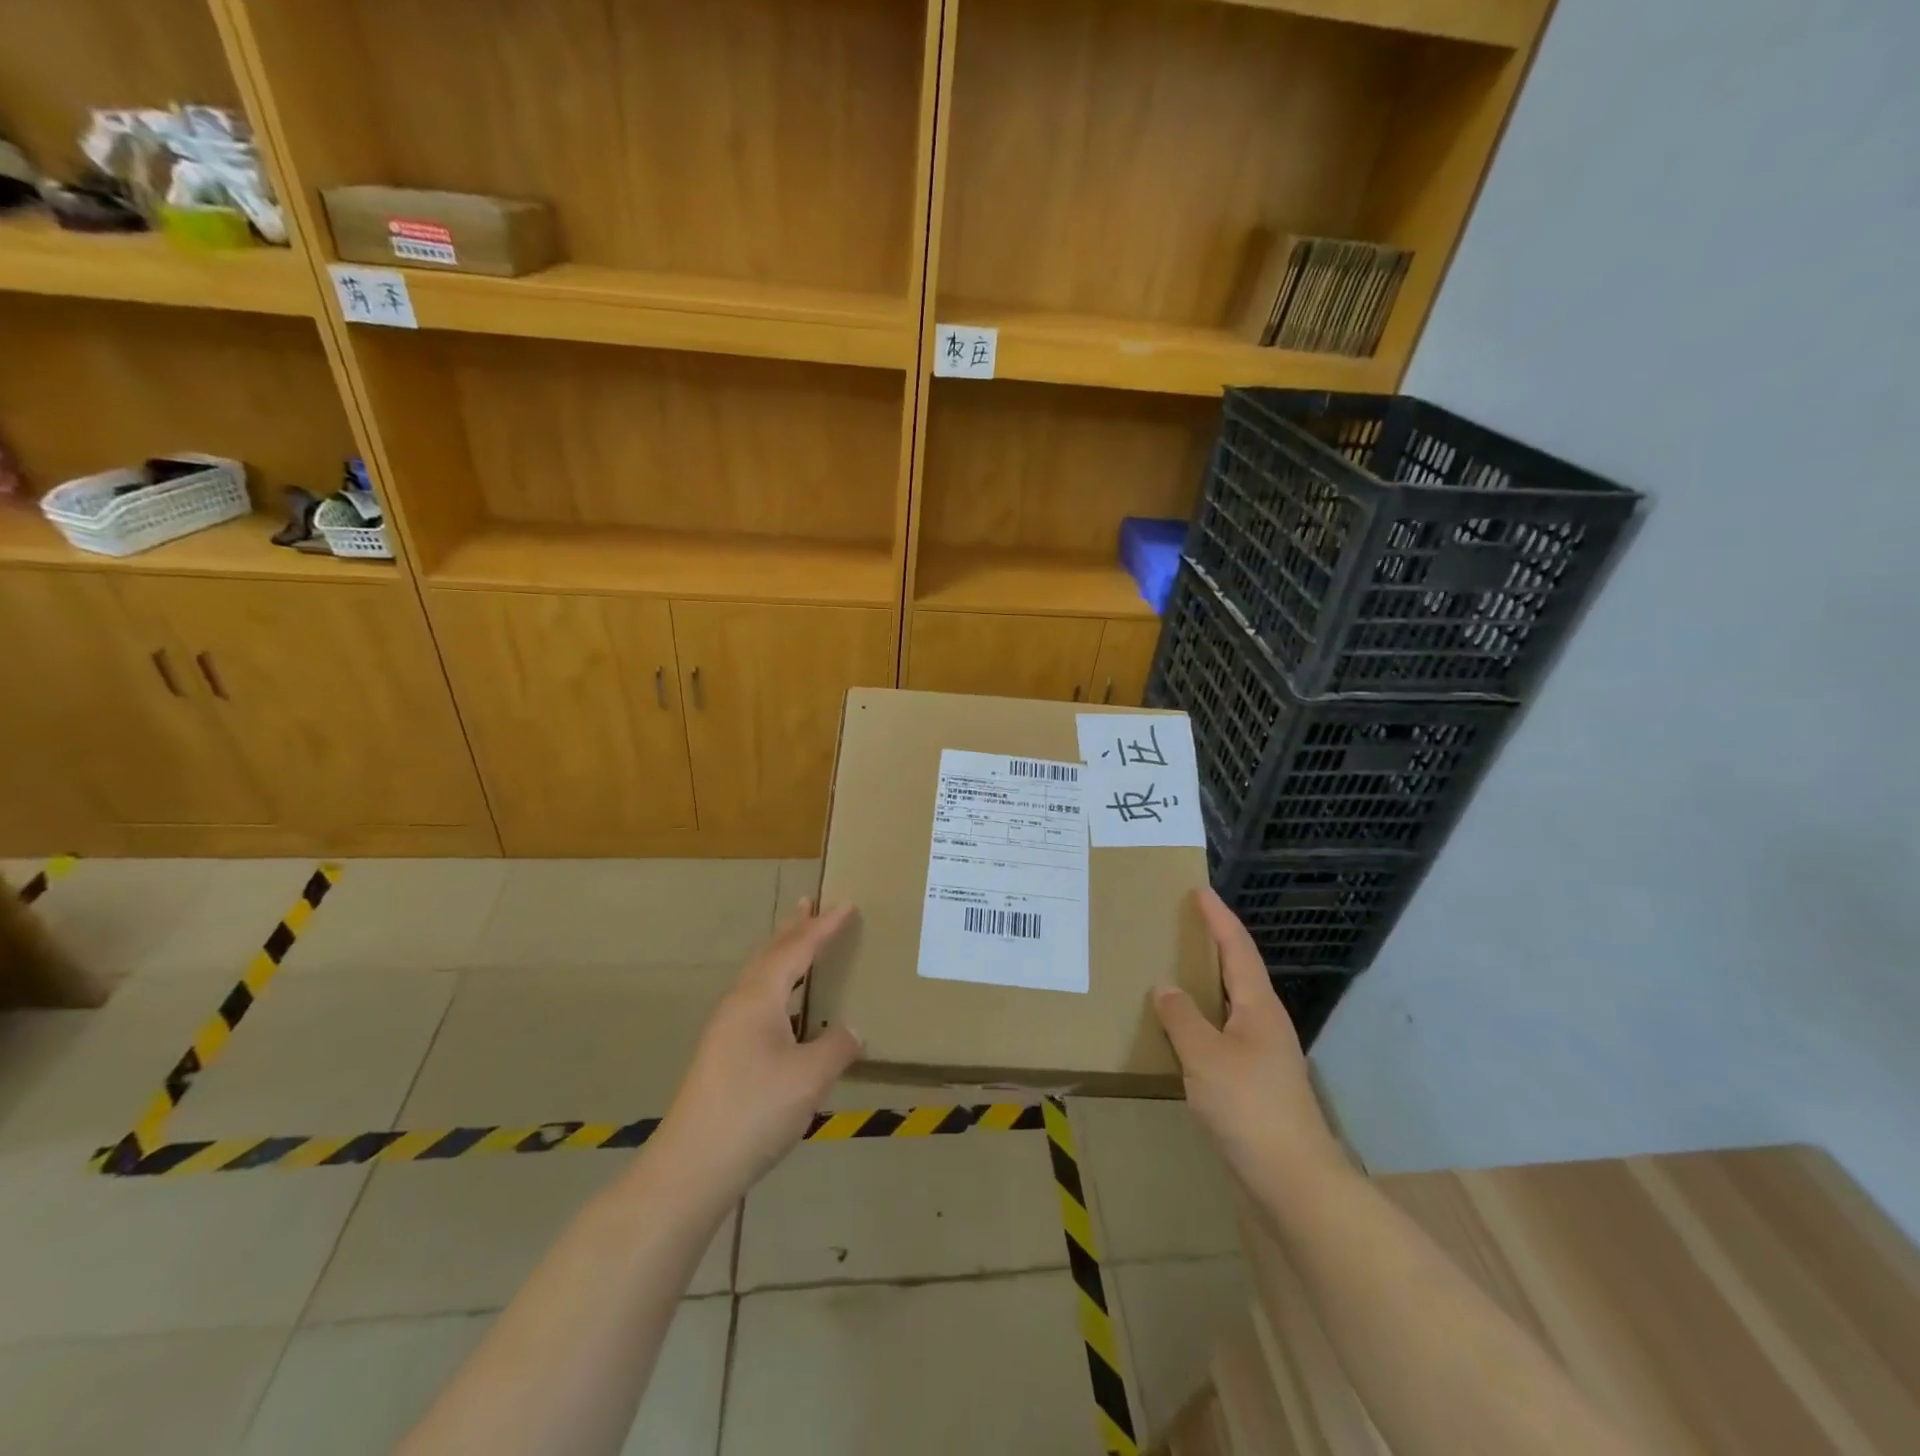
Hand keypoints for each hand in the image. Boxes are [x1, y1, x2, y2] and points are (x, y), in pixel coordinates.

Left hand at [648, 900, 862, 1206]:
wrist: (691, 1167)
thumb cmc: (754, 1111)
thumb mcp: (810, 1077)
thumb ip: (837, 1047)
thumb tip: (852, 1031)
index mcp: (759, 997)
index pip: (797, 949)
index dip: (824, 926)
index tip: (847, 904)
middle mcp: (739, 1003)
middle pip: (770, 954)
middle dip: (794, 928)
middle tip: (810, 903)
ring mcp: (726, 1029)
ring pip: (760, 977)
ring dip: (782, 954)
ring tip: (800, 942)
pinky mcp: (722, 1054)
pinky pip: (756, 999)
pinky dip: (777, 984)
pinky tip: (785, 1006)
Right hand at [1152, 888, 1344, 1190]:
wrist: (1294, 1180)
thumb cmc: (1250, 1108)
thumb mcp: (1205, 1057)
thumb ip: (1182, 1018)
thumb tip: (1165, 987)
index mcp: (1258, 1007)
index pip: (1237, 949)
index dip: (1218, 918)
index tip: (1200, 891)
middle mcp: (1265, 1022)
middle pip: (1239, 970)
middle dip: (1214, 943)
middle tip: (1184, 923)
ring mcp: (1264, 1053)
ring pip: (1231, 1002)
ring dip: (1207, 981)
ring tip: (1177, 968)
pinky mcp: (1257, 1081)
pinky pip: (1224, 1031)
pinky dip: (1203, 1017)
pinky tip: (1184, 1029)